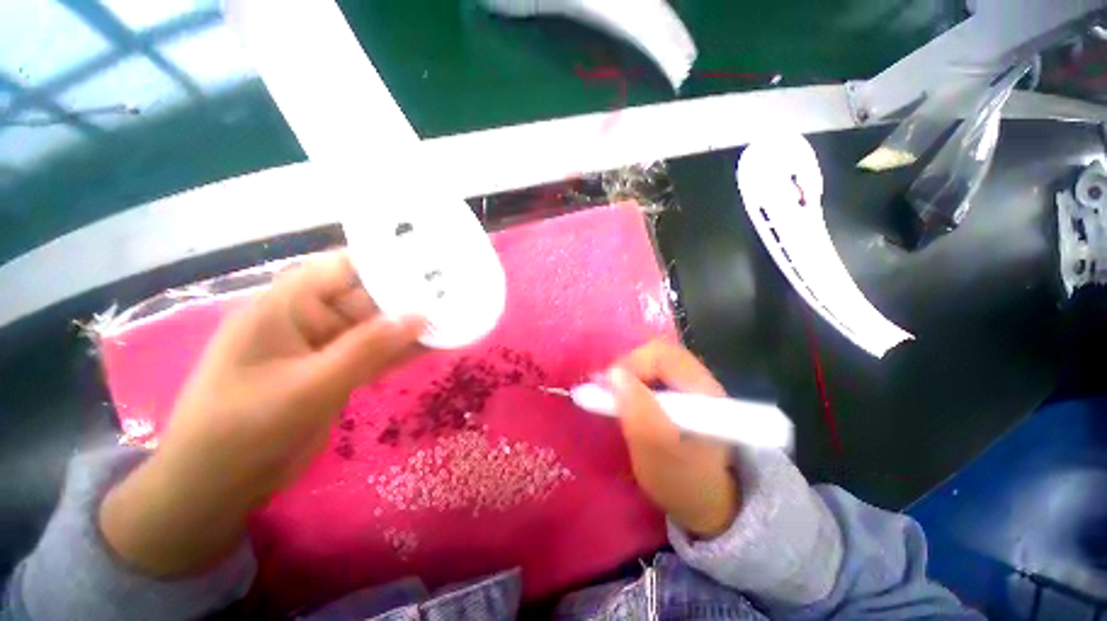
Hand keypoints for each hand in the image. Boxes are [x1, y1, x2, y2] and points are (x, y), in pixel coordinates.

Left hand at [100, 252, 424, 575]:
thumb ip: (366, 348)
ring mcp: (326, 348)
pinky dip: (404, 351)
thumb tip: (420, 315)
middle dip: (410, 296)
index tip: (431, 262)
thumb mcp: (307, 386)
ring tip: (455, 317)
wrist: (219, 486)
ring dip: (412, 326)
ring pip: (377, 329)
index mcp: (287, 306)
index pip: (343, 267)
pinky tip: (437, 346)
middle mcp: (309, 319)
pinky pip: (377, 354)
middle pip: (367, 297)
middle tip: (456, 292)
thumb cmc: (244, 429)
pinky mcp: (337, 372)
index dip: (386, 260)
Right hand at [610, 340, 739, 537]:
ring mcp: (694, 385)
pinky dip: (637, 381)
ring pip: (655, 362)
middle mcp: (702, 380)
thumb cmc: (685, 485)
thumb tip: (613, 374)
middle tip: (608, 390)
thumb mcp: (658, 456)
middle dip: (628, 367)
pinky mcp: (685, 392)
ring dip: (630, 374)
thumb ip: (638, 414)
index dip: (630, 364)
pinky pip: (656, 373)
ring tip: (615, 395)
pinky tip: (629, 399)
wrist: (711, 502)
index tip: (606, 387)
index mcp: (704, 392)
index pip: (663, 356)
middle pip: (658, 354)